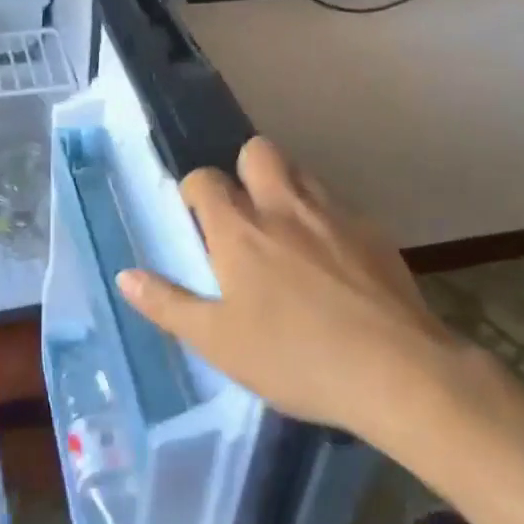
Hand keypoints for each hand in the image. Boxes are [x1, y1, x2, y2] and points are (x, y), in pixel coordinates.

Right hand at [117, 137, 463, 444]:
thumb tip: (125, 275)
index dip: (194, 193)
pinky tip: (334, 265)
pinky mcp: (373, 231)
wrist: (398, 372)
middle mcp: (283, 206)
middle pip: (257, 151)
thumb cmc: (294, 358)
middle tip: (245, 217)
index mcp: (239, 229)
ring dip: (286, 189)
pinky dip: (326, 220)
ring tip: (288, 236)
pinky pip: (338, 207)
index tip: (197, 221)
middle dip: (244, 170)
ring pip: (301, 172)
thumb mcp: (218, 343)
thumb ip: (168, 304)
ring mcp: (333, 213)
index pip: (204, 179)